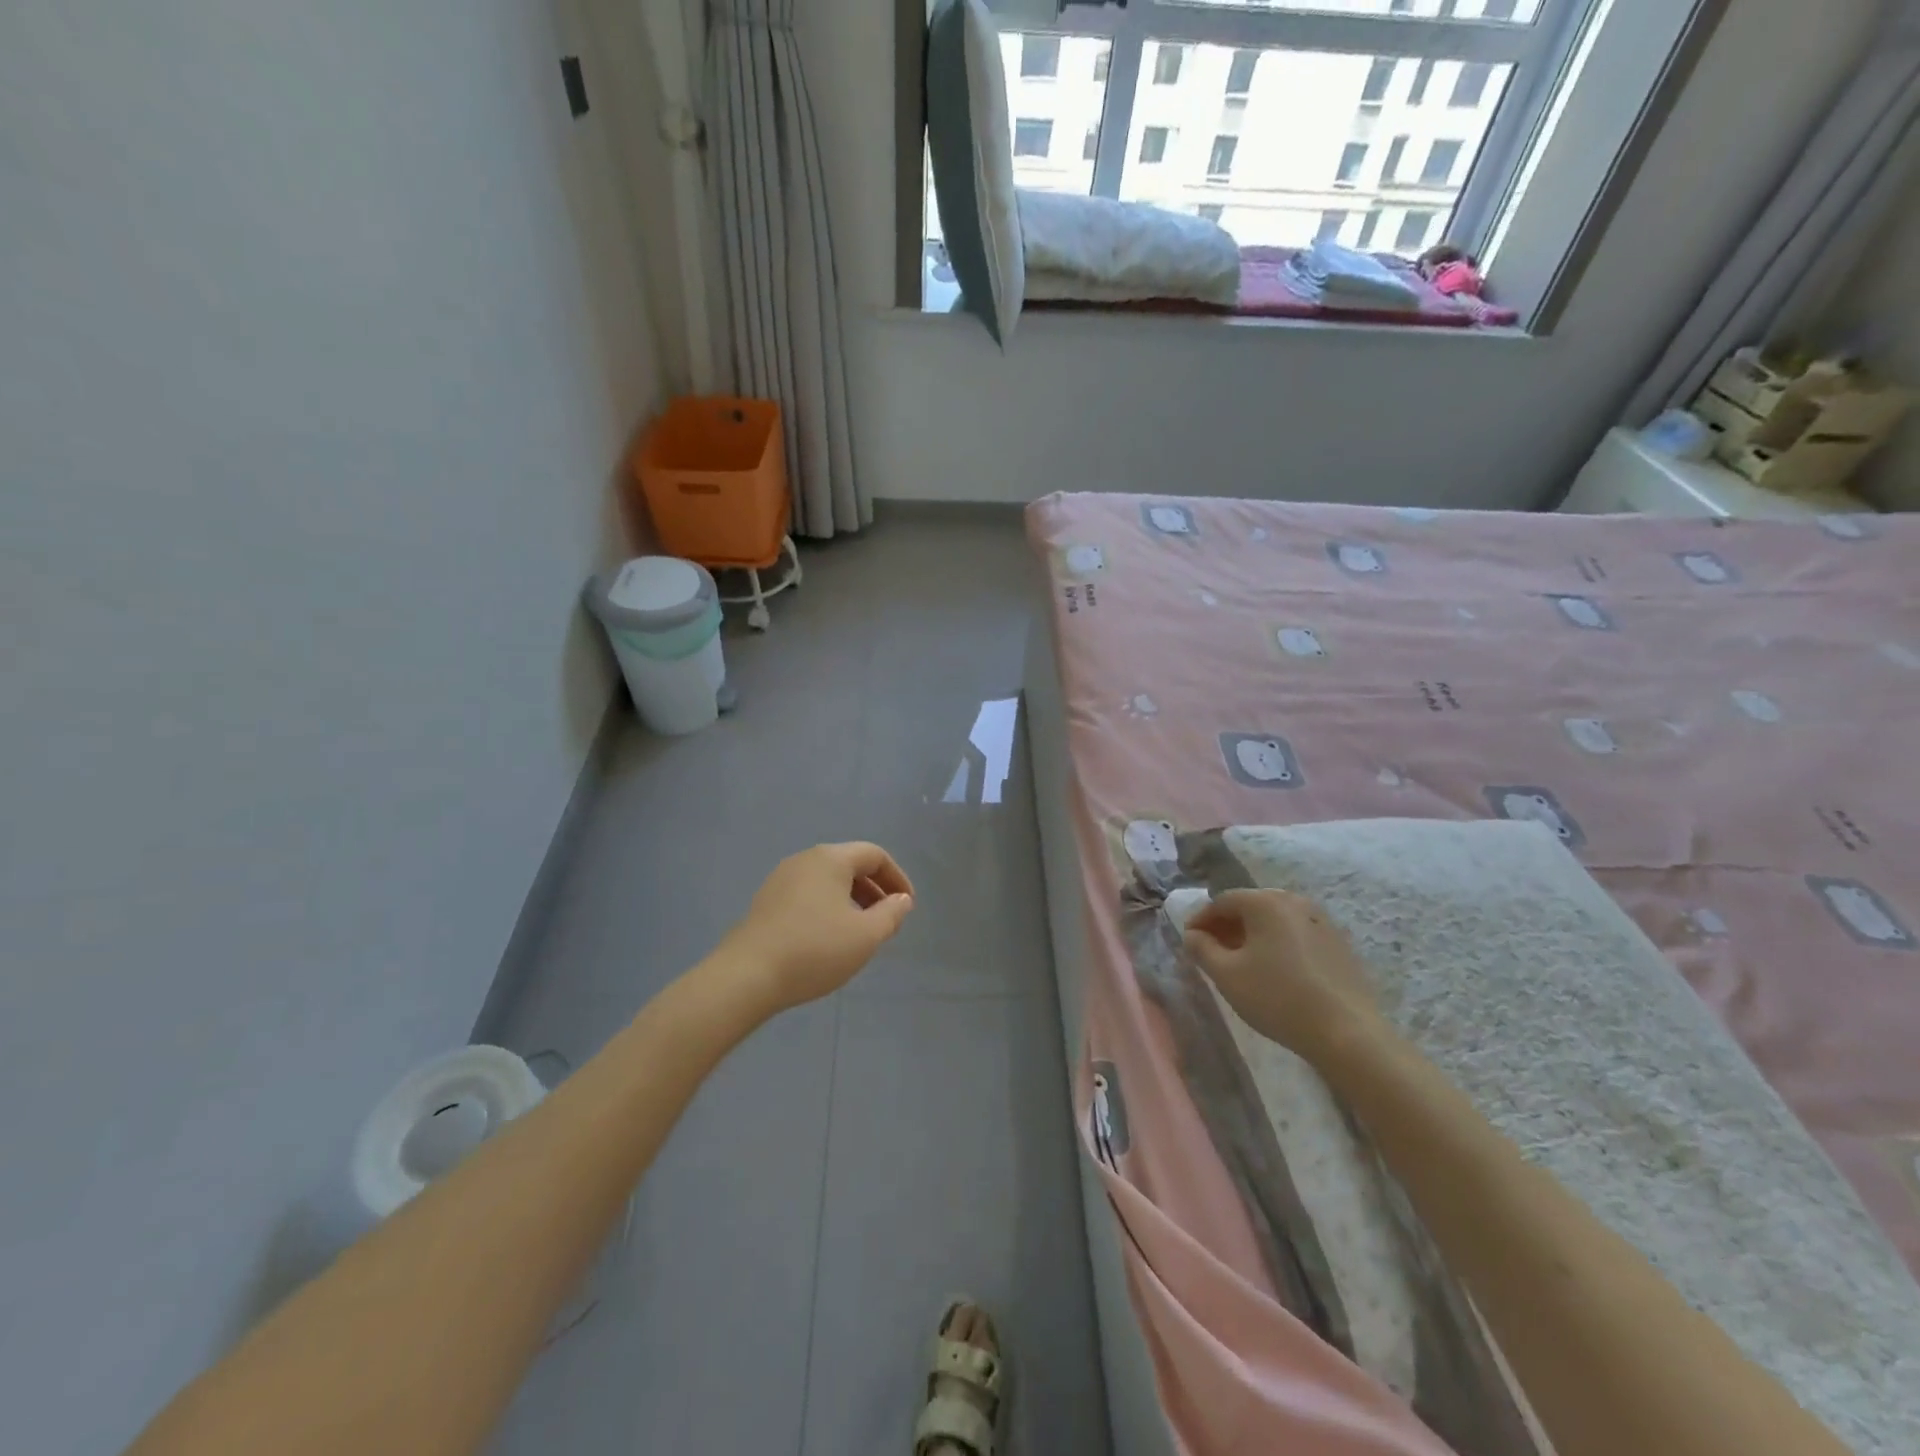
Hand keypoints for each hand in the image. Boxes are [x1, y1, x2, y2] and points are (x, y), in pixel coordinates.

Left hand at [718, 843, 914, 1012]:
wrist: (747, 976)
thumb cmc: (815, 949)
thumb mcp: (866, 935)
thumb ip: (891, 914)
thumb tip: (902, 900)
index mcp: (830, 858)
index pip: (874, 855)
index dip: (897, 877)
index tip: (907, 906)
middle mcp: (804, 860)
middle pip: (849, 865)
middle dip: (874, 890)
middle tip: (887, 920)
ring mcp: (781, 880)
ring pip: (827, 881)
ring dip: (851, 901)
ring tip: (860, 932)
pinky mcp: (766, 902)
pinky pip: (808, 895)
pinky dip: (828, 908)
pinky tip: (828, 939)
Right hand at [1183, 889, 1387, 1064]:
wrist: (1348, 1033)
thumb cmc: (1278, 998)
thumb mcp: (1227, 975)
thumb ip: (1201, 948)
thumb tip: (1193, 935)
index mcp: (1266, 902)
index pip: (1221, 901)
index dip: (1200, 920)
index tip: (1189, 943)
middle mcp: (1295, 901)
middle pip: (1250, 906)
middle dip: (1226, 927)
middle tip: (1211, 953)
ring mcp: (1321, 920)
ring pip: (1274, 921)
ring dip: (1252, 936)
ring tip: (1241, 964)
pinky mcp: (1338, 943)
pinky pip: (1296, 934)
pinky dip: (1277, 944)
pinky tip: (1274, 972)